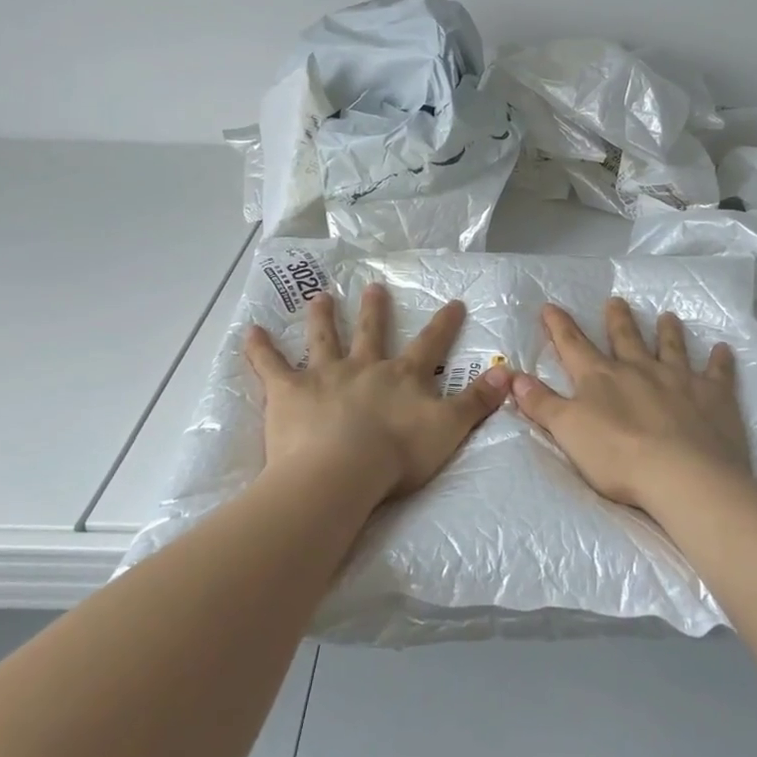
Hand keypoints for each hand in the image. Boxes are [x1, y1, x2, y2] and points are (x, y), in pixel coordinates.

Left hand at [244, 285, 511, 507]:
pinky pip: (270, 366)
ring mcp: (324, 376)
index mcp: (402, 377)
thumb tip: (507, 374)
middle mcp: (364, 367)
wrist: (343, 471)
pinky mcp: (289, 392)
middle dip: (374, 310)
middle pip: (370, 332)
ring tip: (319, 297)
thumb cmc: (398, 454)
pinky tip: (249, 331)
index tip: (453, 302)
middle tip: (372, 286)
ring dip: (322, 317)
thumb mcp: (449, 429)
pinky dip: (259, 349)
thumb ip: (477, 402)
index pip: (429, 345)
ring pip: (323, 340)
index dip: (443, 324)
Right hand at [512, 298, 753, 518]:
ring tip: (668, 316)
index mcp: (601, 377)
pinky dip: (721, 360)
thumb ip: (542, 404)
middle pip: (625, 338)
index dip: (559, 326)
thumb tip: (514, 377)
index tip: (550, 307)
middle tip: (616, 301)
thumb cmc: (617, 456)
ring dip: (668, 331)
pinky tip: (724, 349)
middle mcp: (639, 369)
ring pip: (671, 347)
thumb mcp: (568, 431)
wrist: (682, 475)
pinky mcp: (714, 396)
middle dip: (618, 319)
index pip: (574, 345)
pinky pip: (718, 372)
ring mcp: (679, 379)